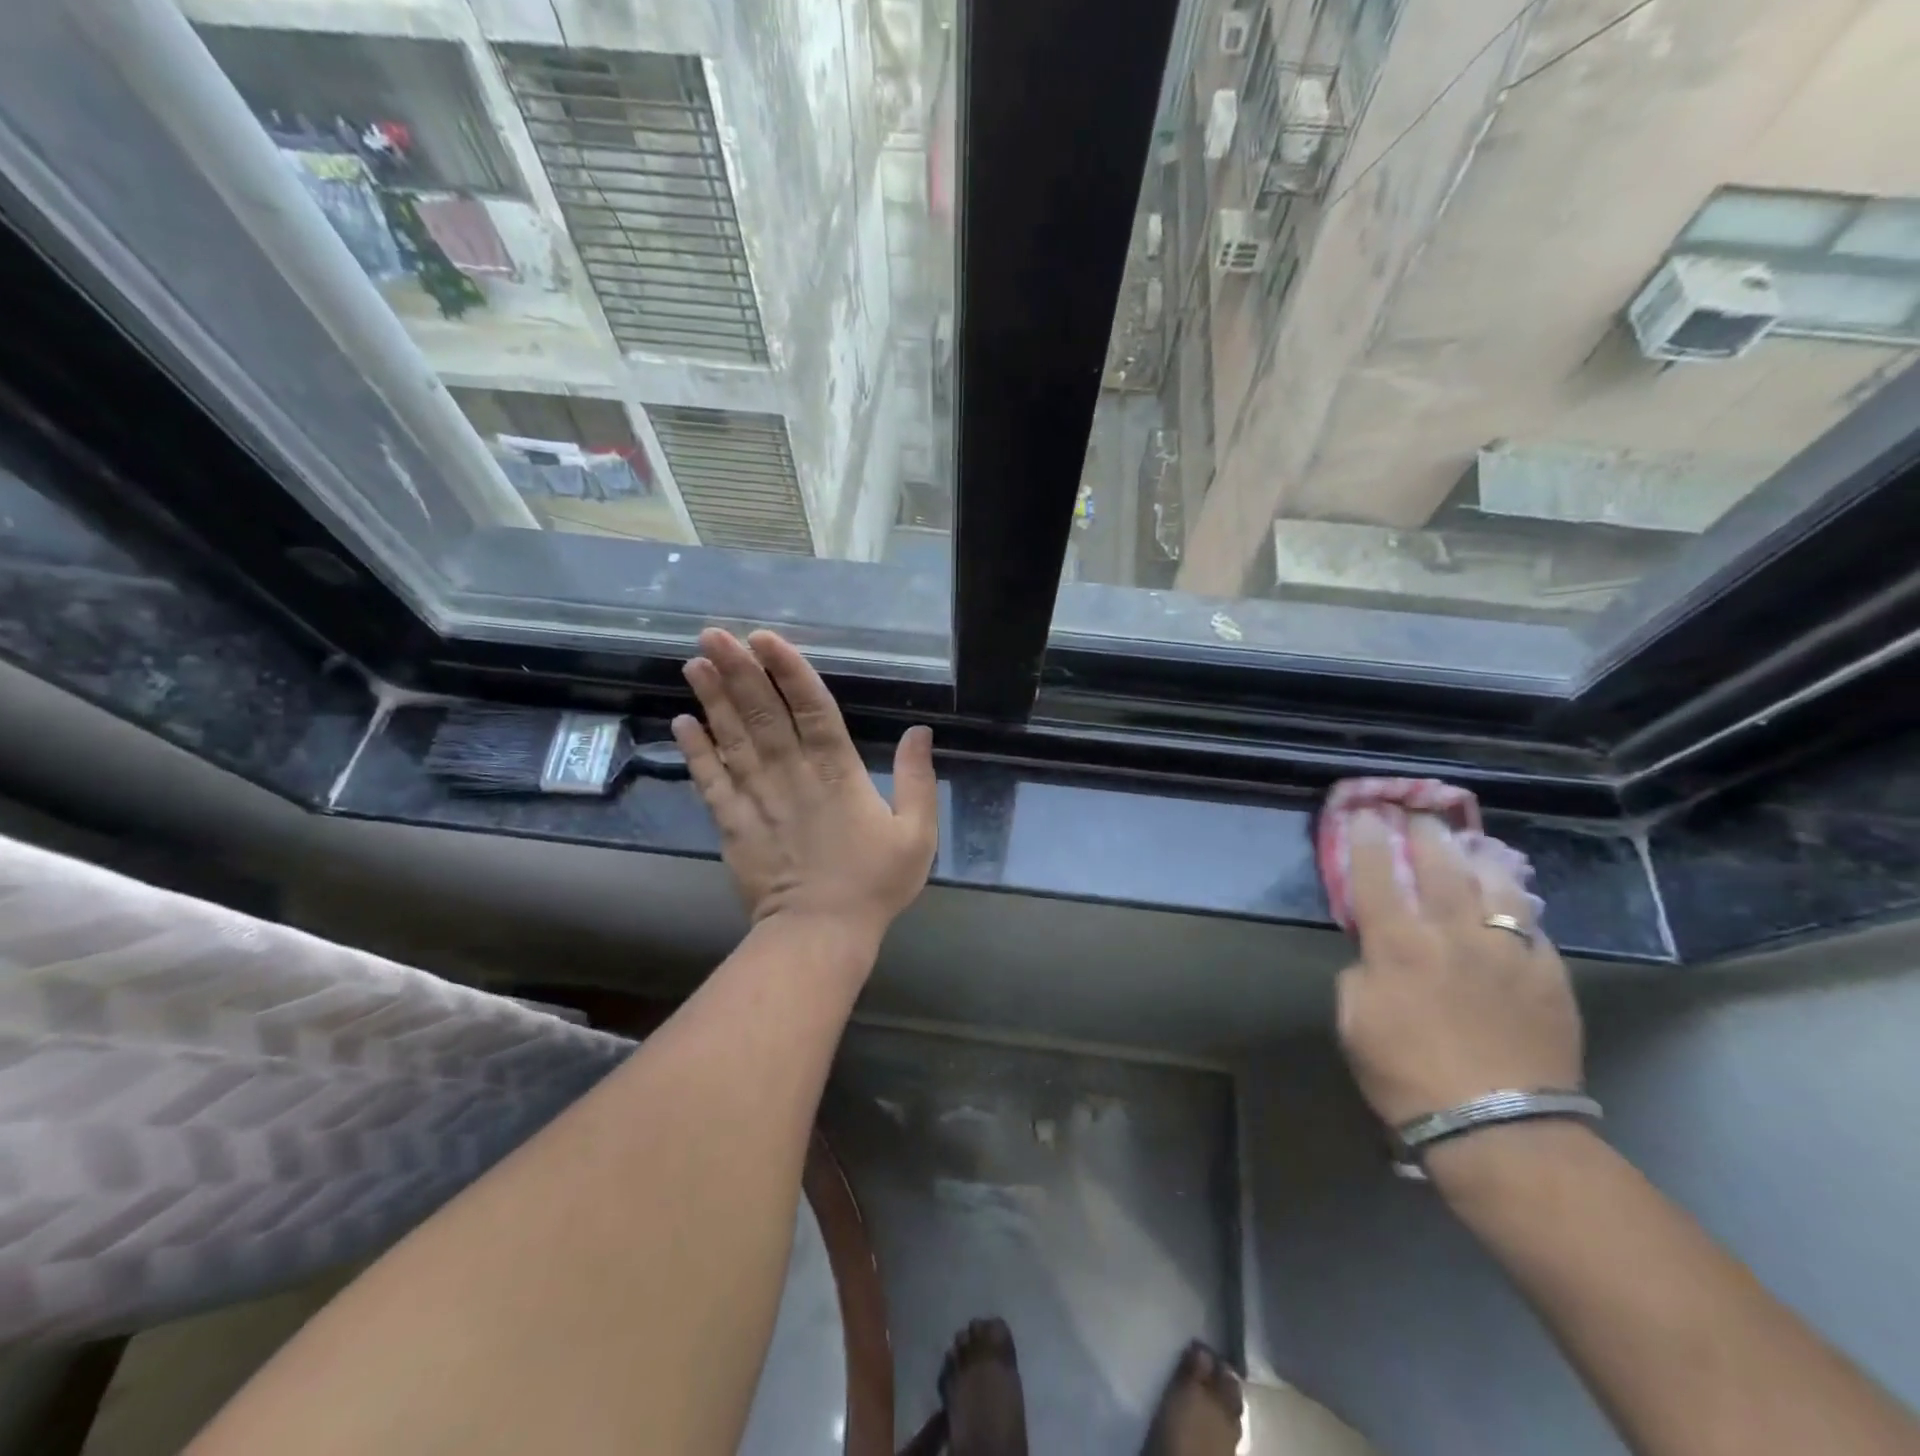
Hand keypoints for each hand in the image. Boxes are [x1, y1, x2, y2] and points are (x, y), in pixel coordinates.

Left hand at [672, 628, 937, 942]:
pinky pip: (710, 780)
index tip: (765, 639)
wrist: (820, 933)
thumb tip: (920, 731)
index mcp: (839, 772)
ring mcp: (757, 797)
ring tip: (693, 662)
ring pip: (733, 738)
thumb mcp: (916, 833)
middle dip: (739, 670)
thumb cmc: (874, 884)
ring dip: (712, 698)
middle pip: (763, 713)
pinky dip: (695, 750)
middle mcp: (792, 774)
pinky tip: (681, 721)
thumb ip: (917, 779)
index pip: (813, 709)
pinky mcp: (732, 823)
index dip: (789, 671)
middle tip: (714, 633)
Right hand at [1335, 811, 1582, 1127]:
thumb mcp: (1354, 1021)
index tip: (1364, 813)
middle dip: (1424, 834)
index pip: (1374, 875)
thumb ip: (1360, 974)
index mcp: (1397, 944)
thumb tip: (1374, 954)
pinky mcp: (1550, 975)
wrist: (1499, 1128)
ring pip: (1494, 885)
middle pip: (1438, 866)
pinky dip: (1517, 905)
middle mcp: (1452, 933)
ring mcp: (1507, 951)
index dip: (1366, 840)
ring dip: (1477, 857)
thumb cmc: (1407, 1075)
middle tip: (1418, 814)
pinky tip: (1512, 899)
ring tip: (1471, 843)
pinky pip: (1532, 926)